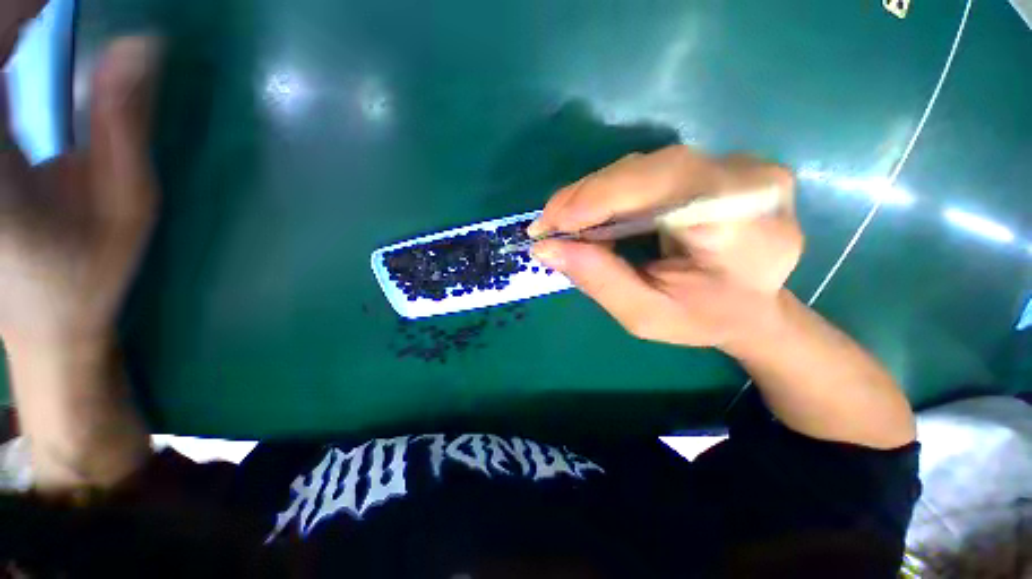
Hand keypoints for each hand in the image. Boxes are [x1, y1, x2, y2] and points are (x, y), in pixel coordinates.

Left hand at [0, 17, 160, 349]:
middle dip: (18, 15)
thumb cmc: (90, 272)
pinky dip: (5, 47)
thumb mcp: (126, 203)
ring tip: (43, 19)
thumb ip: (123, 123)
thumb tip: (142, 45)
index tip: (63, 1)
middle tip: (57, 10)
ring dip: (12, 29)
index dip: (25, 9)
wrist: (45, 323)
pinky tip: (22, 36)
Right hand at [529, 145, 802, 349]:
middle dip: (585, 198)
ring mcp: (731, 165)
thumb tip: (546, 249)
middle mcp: (745, 179)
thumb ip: (599, 280)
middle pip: (646, 171)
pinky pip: (646, 173)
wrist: (752, 306)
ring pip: (641, 168)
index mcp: (743, 222)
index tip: (548, 227)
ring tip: (561, 225)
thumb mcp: (646, 314)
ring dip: (592, 196)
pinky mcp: (711, 166)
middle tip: (545, 227)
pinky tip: (587, 216)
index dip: (597, 200)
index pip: (661, 187)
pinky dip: (608, 195)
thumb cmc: (705, 319)